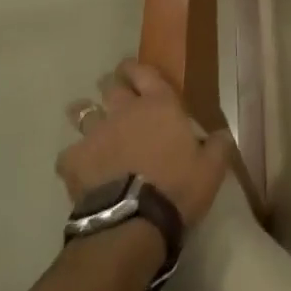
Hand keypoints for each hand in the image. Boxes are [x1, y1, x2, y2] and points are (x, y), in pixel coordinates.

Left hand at [58, 60, 232, 228]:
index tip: (132, 69)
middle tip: (113, 91)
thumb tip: (222, 134)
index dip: (136, 68)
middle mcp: (125, 111)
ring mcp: (96, 135)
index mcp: (160, 105)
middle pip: (111, 86)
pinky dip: (74, 158)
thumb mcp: (212, 168)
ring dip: (85, 112)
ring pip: (83, 112)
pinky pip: (68, 154)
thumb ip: (218, 145)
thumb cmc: (178, 187)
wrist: (134, 221)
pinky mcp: (74, 162)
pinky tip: (78, 167)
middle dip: (111, 85)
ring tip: (85, 118)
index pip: (144, 72)